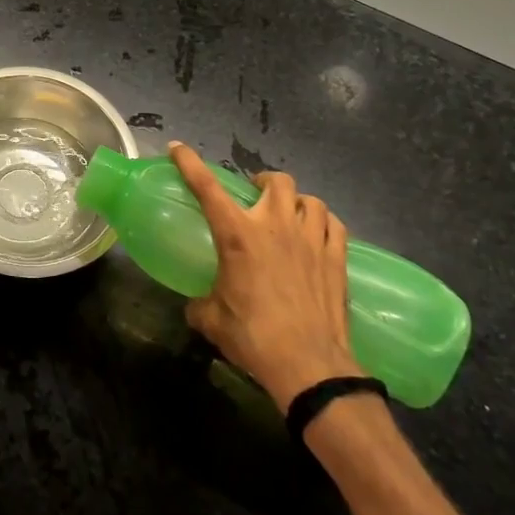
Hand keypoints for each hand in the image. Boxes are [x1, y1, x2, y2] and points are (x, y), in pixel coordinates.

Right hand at [169, 142, 361, 411]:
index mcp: (238, 235)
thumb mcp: (212, 320)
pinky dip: (322, 222)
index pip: (207, 188)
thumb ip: (200, 303)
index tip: (178, 148)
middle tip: (255, 197)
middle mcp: (275, 226)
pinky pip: (333, 224)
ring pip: (308, 198)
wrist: (308, 365)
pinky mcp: (337, 257)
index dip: (190, 163)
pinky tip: (317, 234)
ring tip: (289, 214)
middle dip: (263, 182)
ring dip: (295, 201)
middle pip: (274, 181)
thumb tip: (196, 304)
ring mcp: (311, 238)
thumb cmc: (253, 338)